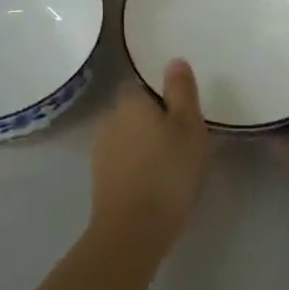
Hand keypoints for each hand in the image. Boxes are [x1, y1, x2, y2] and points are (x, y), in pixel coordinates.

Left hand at [89, 59, 209, 247]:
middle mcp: (108, 120)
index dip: (161, 96)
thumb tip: (174, 60)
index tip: (182, 113)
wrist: (134, 229)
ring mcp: (100, 152)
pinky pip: (123, 162)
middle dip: (153, 121)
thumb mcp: (188, 125)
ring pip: (127, 138)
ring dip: (145, 145)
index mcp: (129, 102)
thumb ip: (181, 90)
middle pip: (133, 112)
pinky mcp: (100, 180)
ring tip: (172, 165)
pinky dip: (137, 166)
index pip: (140, 85)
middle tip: (183, 140)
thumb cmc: (169, 170)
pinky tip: (156, 183)